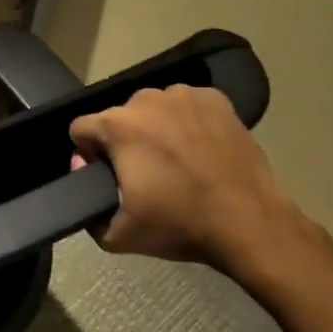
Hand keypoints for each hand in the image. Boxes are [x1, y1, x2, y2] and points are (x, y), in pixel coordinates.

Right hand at [69, 83, 308, 273]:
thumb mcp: (119, 235)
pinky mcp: (216, 100)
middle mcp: (145, 100)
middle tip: (146, 172)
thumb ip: (89, 213)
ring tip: (177, 160)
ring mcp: (183, 96)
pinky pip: (187, 106)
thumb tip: (87, 182)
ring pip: (154, 108)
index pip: (81, 129)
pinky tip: (202, 148)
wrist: (251, 223)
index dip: (87, 153)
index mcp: (118, 126)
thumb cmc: (181, 225)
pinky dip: (189, 122)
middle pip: (119, 117)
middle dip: (125, 140)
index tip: (107, 175)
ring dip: (156, 128)